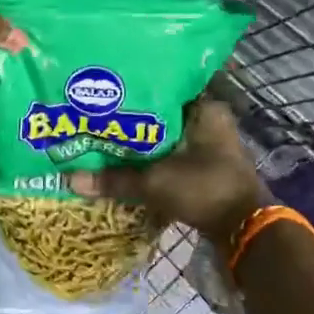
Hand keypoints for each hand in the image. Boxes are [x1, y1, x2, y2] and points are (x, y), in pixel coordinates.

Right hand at [68, 98, 265, 244]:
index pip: (162, 85)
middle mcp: (208, 119)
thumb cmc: (204, 189)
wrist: (244, 229)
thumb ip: (114, 179)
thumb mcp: (155, 182)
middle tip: (97, 114)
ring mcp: (209, 144)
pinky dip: (151, 159)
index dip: (133, 88)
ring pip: (164, 135)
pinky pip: (171, 154)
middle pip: (160, 112)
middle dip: (131, 117)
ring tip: (104, 136)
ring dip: (140, 141)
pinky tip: (125, 161)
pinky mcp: (205, 166)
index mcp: (203, 108)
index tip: (105, 90)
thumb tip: (69, 178)